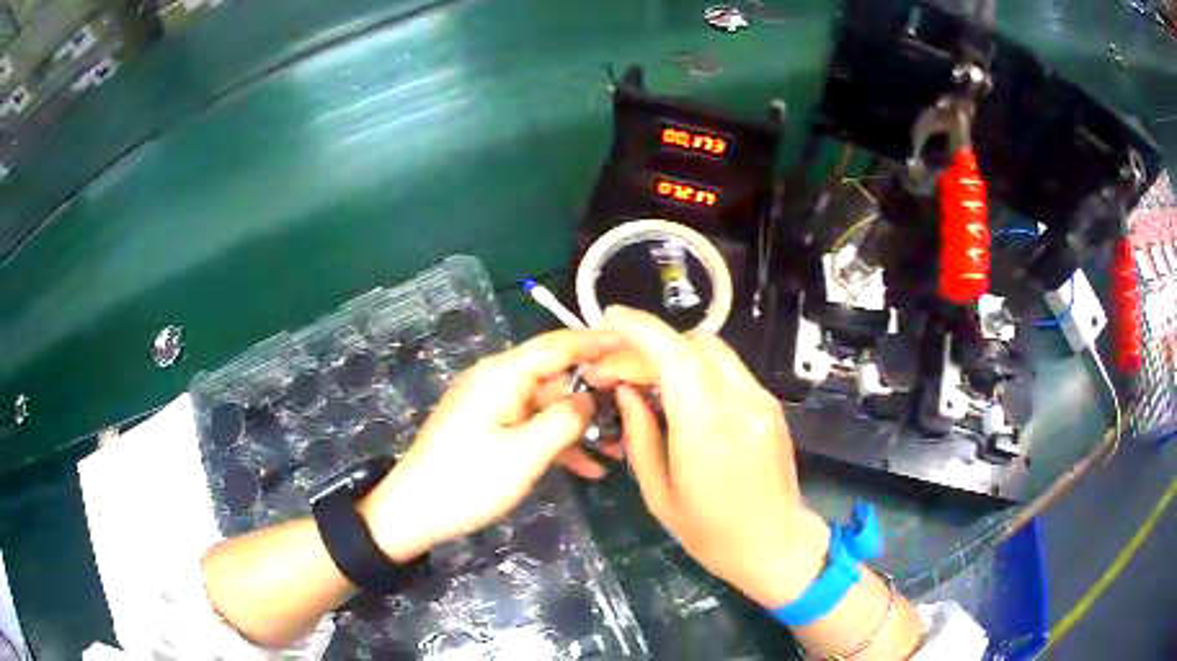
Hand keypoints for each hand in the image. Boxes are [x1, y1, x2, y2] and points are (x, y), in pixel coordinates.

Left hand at [358, 330, 620, 560]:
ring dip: (580, 426)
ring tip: (619, 448)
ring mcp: (491, 405)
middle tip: (636, 409)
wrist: (413, 511)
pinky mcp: (487, 427)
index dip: (598, 342)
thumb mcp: (525, 453)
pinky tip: (587, 468)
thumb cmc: (469, 481)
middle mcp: (498, 380)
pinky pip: (530, 425)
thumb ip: (565, 420)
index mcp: (504, 375)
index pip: (560, 345)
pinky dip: (556, 441)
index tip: (635, 343)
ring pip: (547, 405)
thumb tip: (589, 399)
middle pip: (556, 376)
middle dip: (596, 394)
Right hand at [592, 307, 829, 606]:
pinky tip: (681, 396)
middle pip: (694, 343)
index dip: (640, 330)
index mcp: (707, 429)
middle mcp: (739, 403)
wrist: (776, 544)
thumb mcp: (660, 494)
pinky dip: (698, 370)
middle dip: (652, 345)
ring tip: (647, 381)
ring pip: (714, 352)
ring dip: (676, 355)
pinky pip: (728, 371)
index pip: (675, 356)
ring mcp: (761, 401)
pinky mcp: (770, 406)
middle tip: (621, 369)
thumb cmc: (711, 533)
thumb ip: (641, 435)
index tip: (610, 320)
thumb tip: (627, 392)